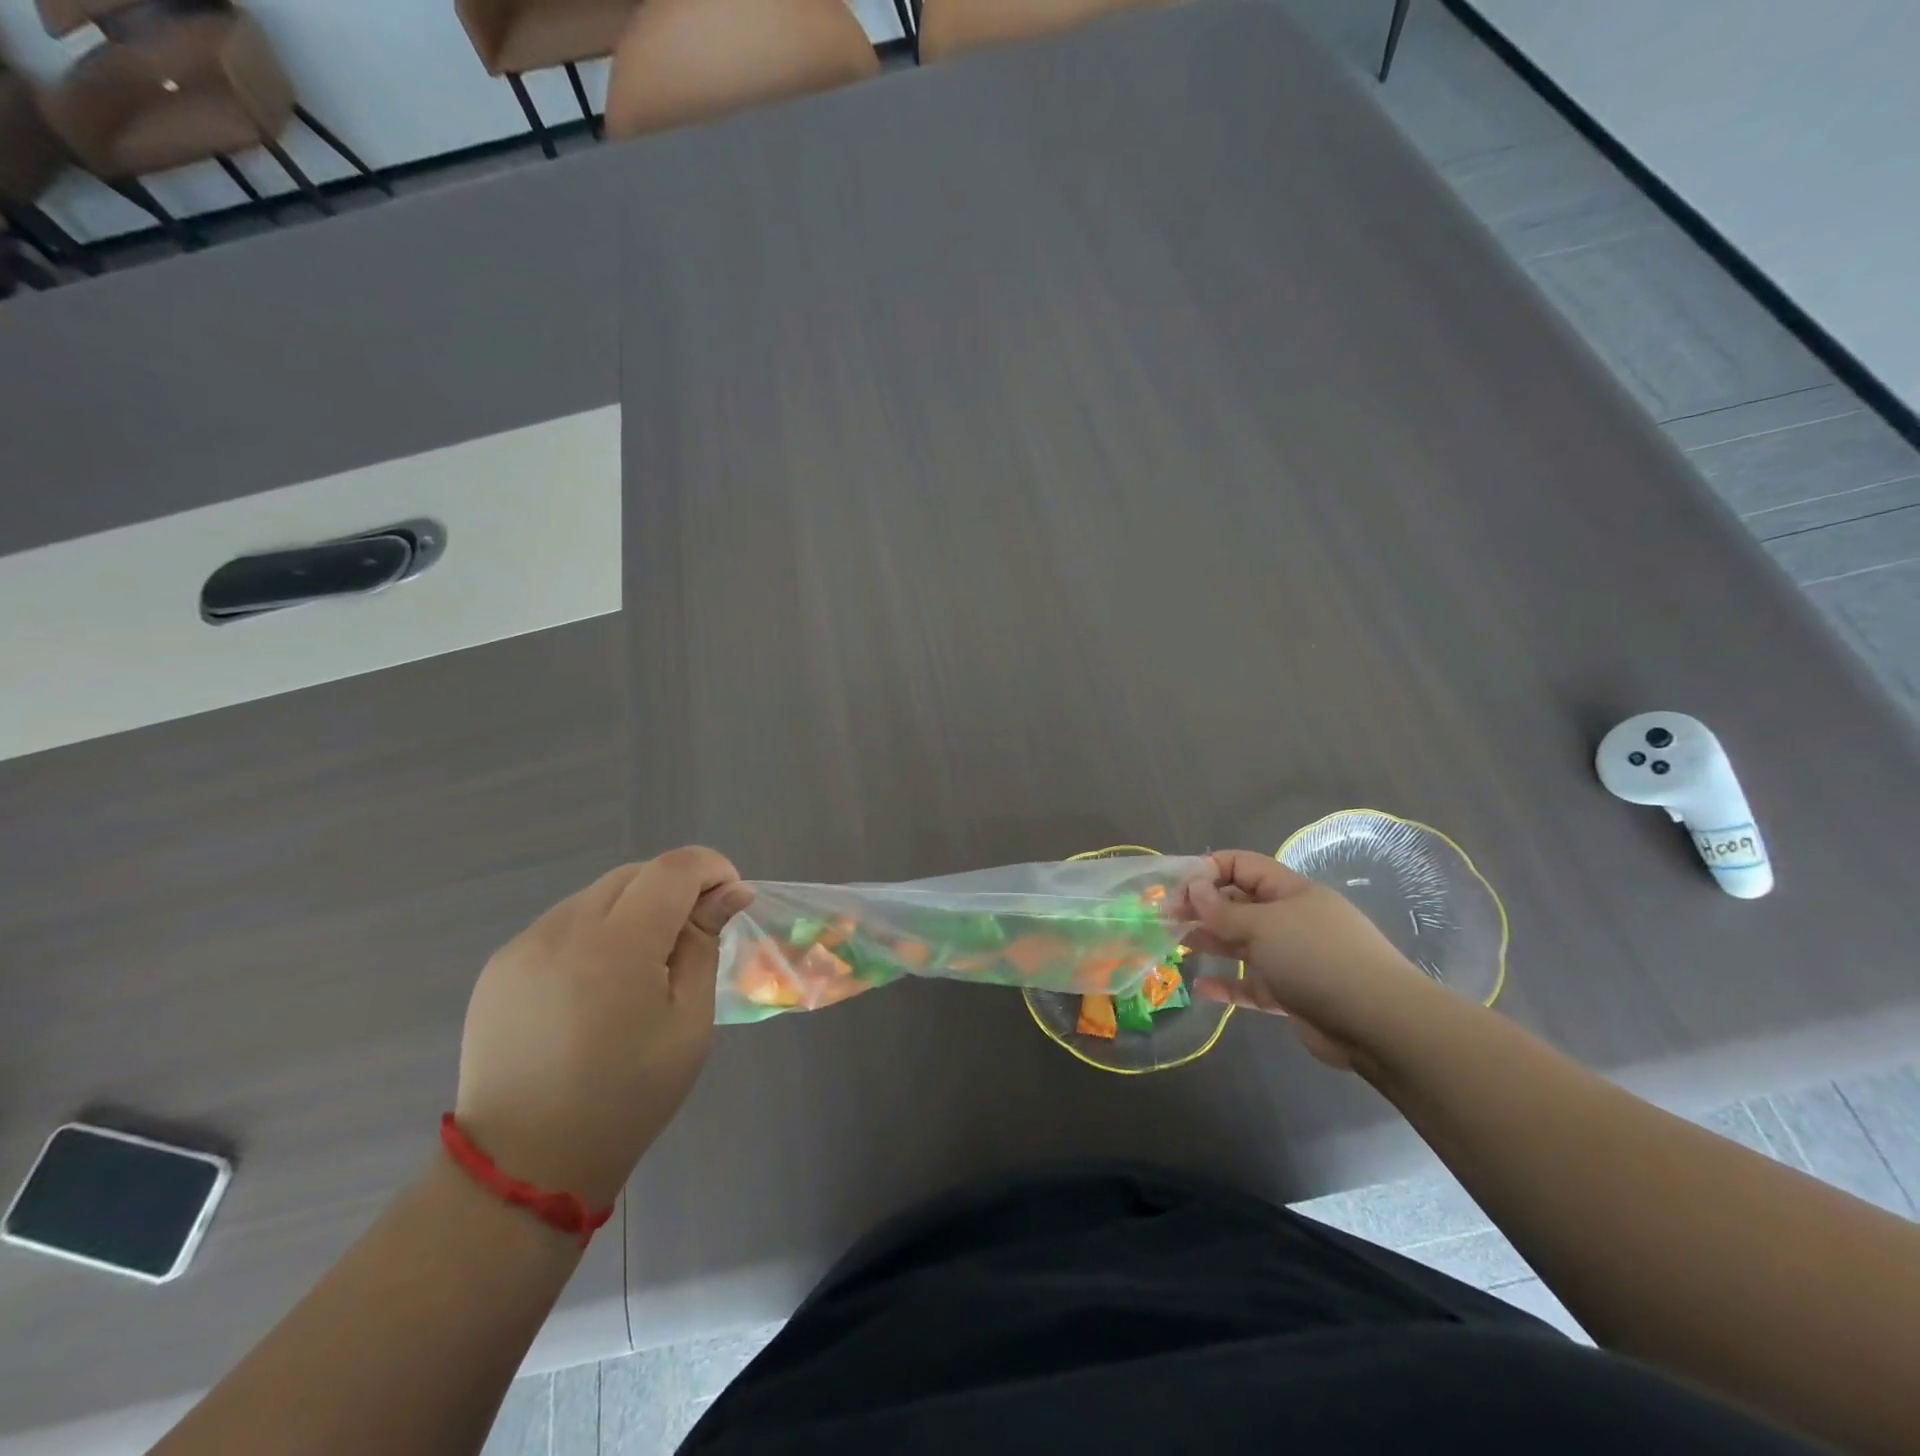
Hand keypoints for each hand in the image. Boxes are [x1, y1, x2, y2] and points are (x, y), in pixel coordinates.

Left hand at [453, 847, 753, 1208]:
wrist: (524, 1164)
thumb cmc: (627, 1097)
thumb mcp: (688, 1022)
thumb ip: (705, 945)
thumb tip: (729, 893)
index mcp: (618, 946)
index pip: (674, 868)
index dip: (711, 868)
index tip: (731, 897)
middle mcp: (564, 930)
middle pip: (635, 874)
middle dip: (675, 888)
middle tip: (693, 936)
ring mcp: (525, 945)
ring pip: (597, 895)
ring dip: (634, 908)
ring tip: (643, 964)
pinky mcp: (500, 965)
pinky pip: (563, 923)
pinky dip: (596, 931)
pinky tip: (598, 982)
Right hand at [1174, 850, 1431, 1068]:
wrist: (1379, 1024)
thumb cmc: (1317, 958)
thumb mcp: (1263, 926)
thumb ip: (1222, 910)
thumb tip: (1193, 887)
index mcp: (1291, 892)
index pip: (1243, 866)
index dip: (1208, 870)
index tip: (1176, 886)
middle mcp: (1292, 920)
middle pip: (1239, 905)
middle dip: (1203, 909)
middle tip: (1165, 919)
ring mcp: (1294, 958)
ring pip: (1243, 944)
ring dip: (1211, 943)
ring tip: (1175, 945)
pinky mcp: (1293, 995)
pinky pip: (1253, 984)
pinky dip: (1228, 984)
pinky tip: (1200, 988)